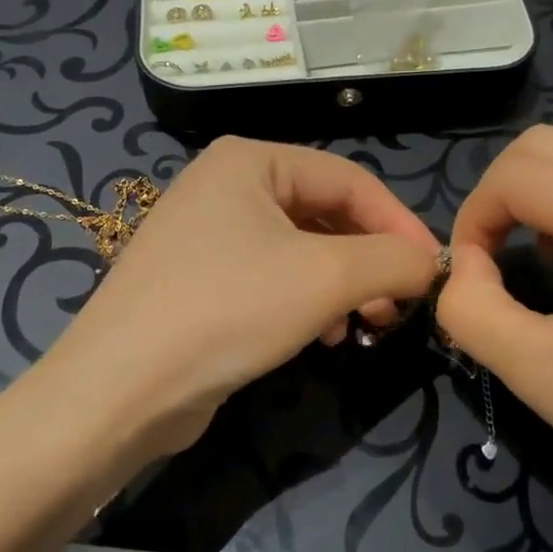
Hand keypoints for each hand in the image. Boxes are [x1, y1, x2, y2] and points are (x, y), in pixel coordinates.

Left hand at [52, 136, 441, 453]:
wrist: (119, 391)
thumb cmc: (227, 310)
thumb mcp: (325, 277)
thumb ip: (392, 259)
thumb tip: (431, 263)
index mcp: (250, 160)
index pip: (349, 179)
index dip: (399, 222)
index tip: (433, 270)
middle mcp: (226, 185)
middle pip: (325, 213)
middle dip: (369, 260)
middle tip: (397, 305)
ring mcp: (208, 233)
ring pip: (302, 249)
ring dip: (343, 284)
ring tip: (364, 324)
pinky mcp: (201, 278)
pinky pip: (273, 276)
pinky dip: (307, 300)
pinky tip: (324, 336)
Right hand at [435, 124, 552, 551]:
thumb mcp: (536, 373)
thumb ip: (470, 308)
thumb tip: (465, 265)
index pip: (513, 174)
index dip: (472, 218)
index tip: (471, 274)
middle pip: (547, 143)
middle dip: (504, 192)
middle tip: (496, 256)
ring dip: (550, 184)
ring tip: (548, 249)